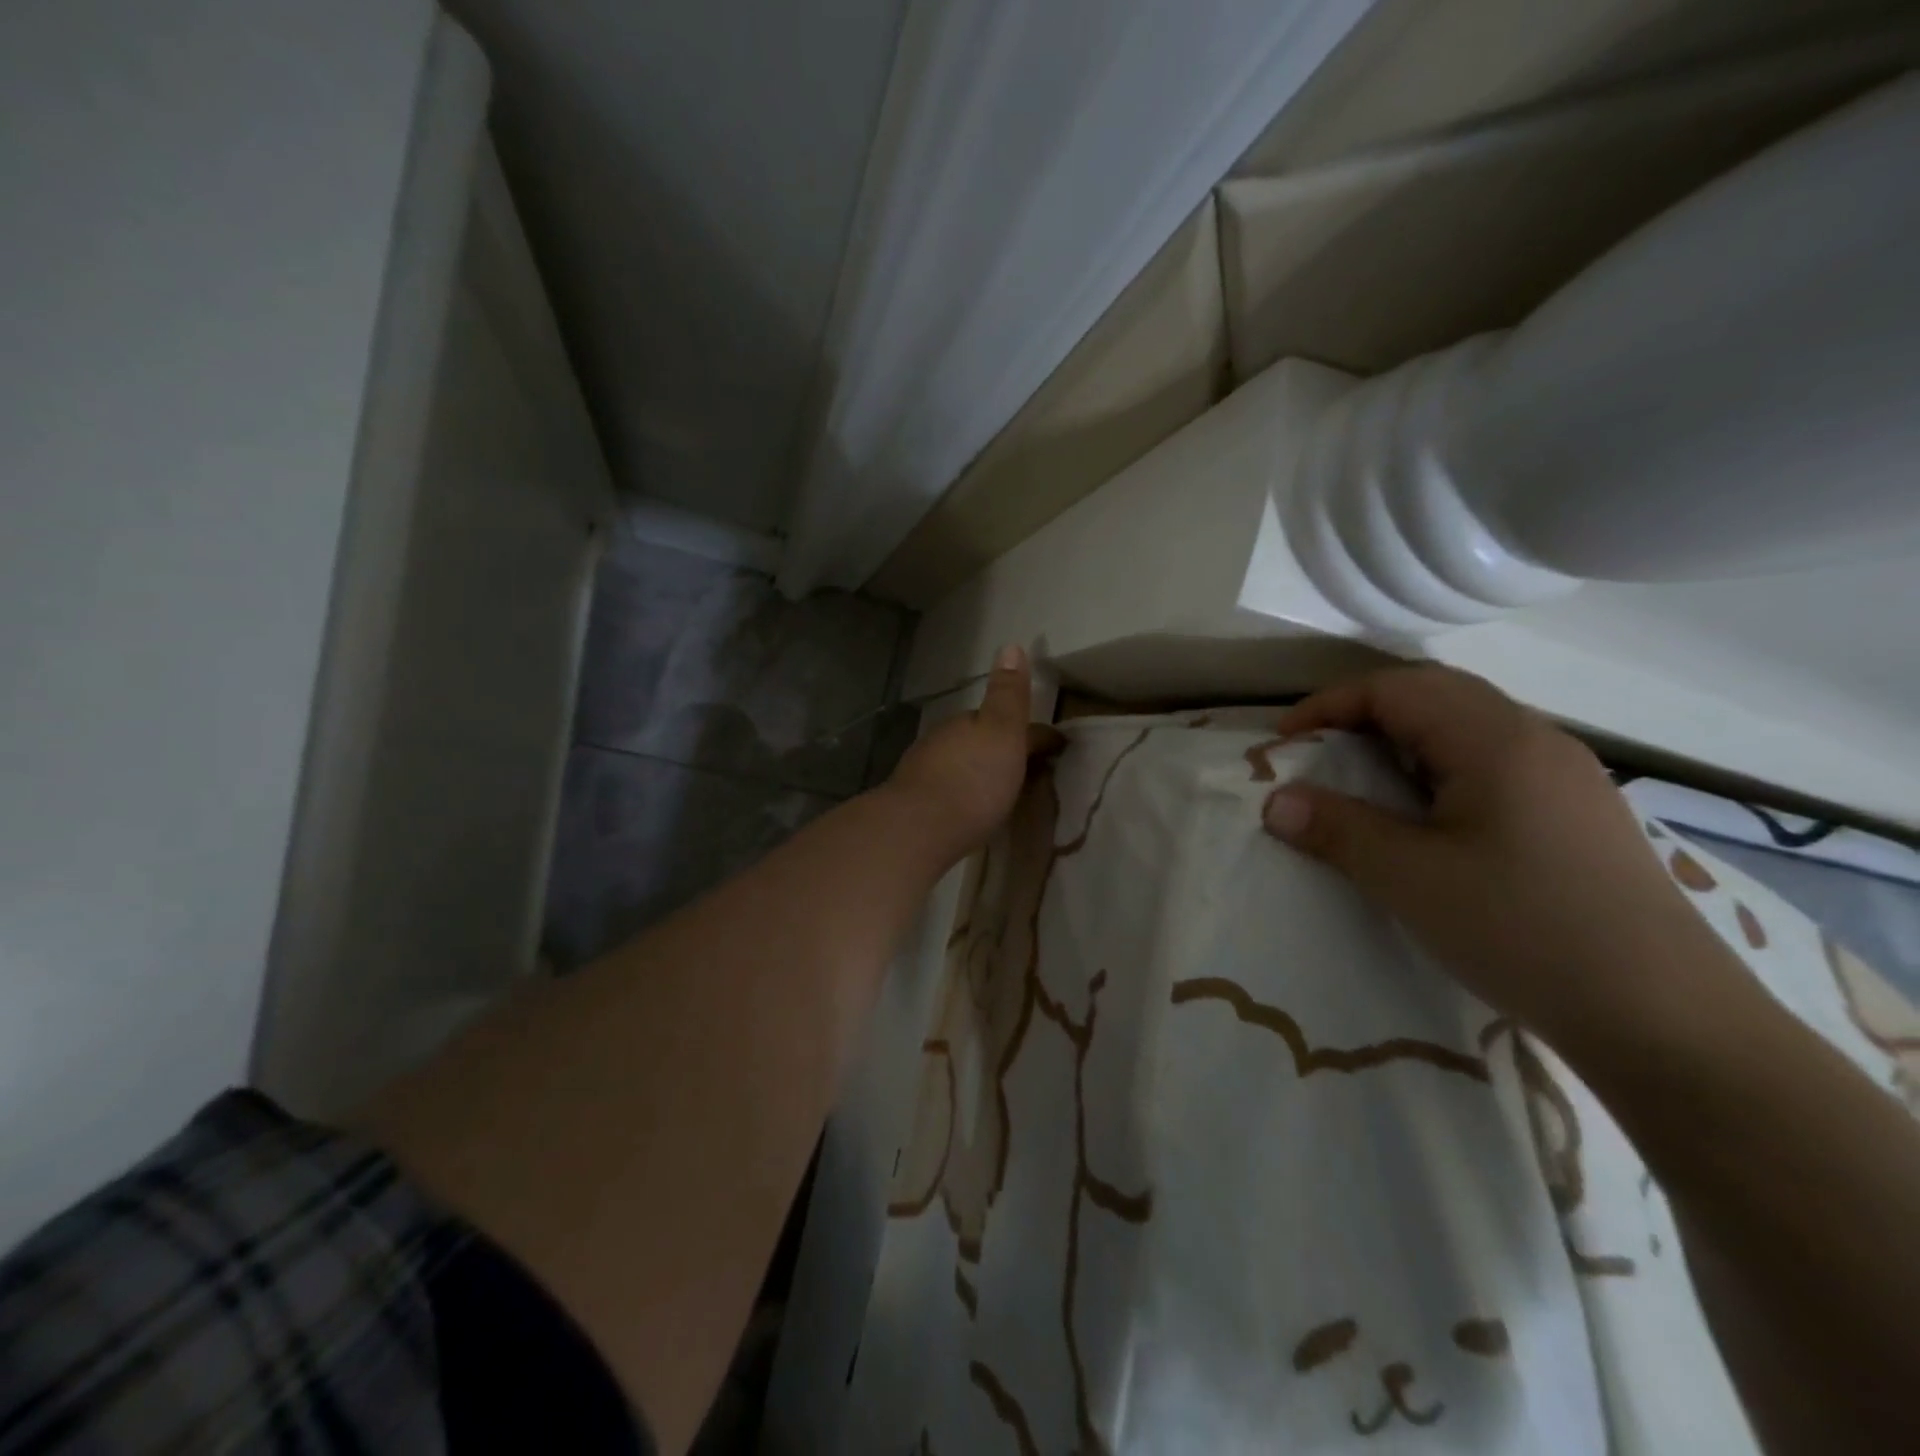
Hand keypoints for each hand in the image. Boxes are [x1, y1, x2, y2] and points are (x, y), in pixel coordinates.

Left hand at [885, 645, 1063, 868]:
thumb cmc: (972, 780)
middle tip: (1027, 771)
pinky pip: (946, 790)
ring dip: (979, 771)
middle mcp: (942, 740)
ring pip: (960, 763)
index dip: (1034, 732)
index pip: (1005, 718)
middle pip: (979, 739)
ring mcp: (924, 772)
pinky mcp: (914, 804)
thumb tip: (1012, 645)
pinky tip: (969, 810)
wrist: (918, 829)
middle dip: (1001, 749)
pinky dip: (961, 793)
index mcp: (967, 722)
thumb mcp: (1002, 732)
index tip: (1057, 748)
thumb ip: (1008, 694)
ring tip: (1001, 793)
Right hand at [1262, 666, 1739, 1044]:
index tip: (1284, 744)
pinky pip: (1493, 764)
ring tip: (1365, 784)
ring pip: (1468, 729)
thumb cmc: (1523, 931)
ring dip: (1404, 742)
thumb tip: (1274, 801)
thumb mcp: (1410, 879)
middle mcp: (1537, 741)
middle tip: (1319, 755)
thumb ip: (1336, 829)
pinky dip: (1440, 770)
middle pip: (1435, 695)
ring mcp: (1567, 778)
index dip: (1330, 705)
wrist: (1668, 1021)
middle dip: (1364, 715)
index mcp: (1497, 741)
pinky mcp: (1579, 815)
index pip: (1397, 688)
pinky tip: (1430, 820)